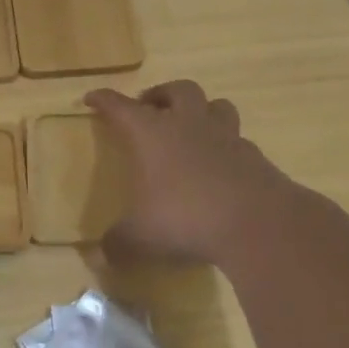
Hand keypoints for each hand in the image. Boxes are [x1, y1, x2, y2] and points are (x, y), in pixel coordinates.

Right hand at [85, 81, 293, 263]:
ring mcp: (226, 137)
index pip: (121, 107)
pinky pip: (238, 139)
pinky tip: (221, 164)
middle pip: (177, 90)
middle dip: (161, 94)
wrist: (256, 223)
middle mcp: (188, 125)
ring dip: (201, 110)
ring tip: (192, 126)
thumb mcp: (140, 237)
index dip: (104, 100)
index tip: (92, 98)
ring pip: (215, 105)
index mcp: (152, 133)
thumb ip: (118, 243)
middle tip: (150, 107)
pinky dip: (226, 145)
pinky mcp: (254, 156)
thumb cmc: (185, 218)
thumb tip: (101, 256)